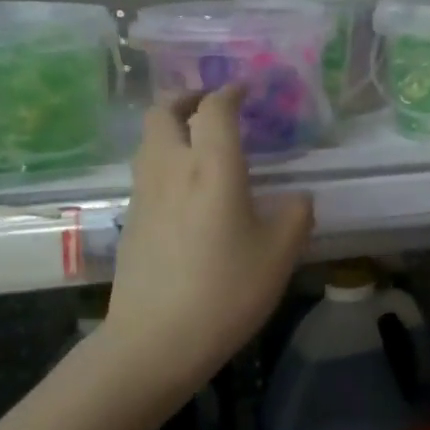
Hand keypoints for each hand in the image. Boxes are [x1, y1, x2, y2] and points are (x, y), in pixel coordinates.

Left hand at [98, 86, 313, 401]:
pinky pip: (146, 169)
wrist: (155, 339)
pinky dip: (165, 158)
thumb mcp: (279, 255)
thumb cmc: (226, 291)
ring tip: (200, 141)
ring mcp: (144, 194)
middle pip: (163, 111)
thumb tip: (298, 198)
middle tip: (212, 105)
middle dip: (187, 97)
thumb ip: (295, 216)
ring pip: (149, 139)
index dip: (230, 92)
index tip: (245, 90)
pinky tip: (187, 187)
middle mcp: (171, 169)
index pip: (214, 109)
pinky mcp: (131, 219)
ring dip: (172, 126)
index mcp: (211, 168)